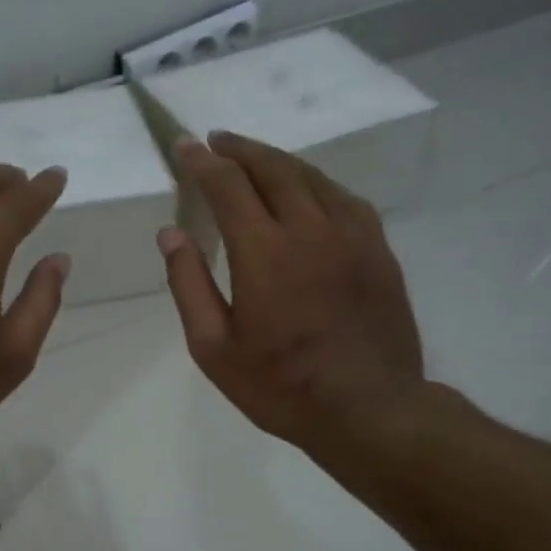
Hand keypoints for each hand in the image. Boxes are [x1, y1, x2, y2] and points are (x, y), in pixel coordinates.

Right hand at [159, 132, 423, 459]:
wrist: (368, 408)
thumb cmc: (280, 385)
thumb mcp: (213, 347)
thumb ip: (189, 285)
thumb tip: (171, 233)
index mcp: (264, 253)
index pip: (228, 186)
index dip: (203, 162)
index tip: (185, 147)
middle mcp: (310, 230)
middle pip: (273, 169)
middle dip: (240, 150)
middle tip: (216, 141)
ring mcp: (352, 236)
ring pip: (312, 177)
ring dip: (277, 161)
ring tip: (254, 159)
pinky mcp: (379, 250)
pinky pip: (344, 198)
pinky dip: (316, 183)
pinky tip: (307, 189)